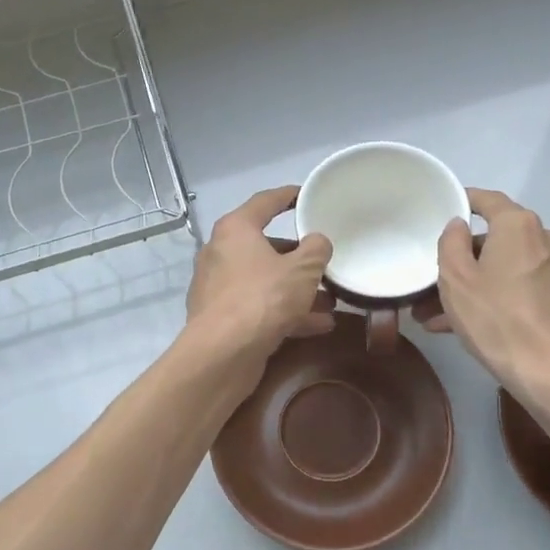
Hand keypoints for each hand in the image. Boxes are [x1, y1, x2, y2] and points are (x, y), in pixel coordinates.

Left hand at [185, 186, 334, 370]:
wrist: (223, 354)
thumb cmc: (263, 298)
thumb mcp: (302, 270)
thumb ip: (316, 249)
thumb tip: (317, 242)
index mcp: (236, 230)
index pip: (265, 202)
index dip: (288, 196)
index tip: (306, 195)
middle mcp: (221, 253)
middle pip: (266, 246)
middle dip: (299, 258)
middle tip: (324, 262)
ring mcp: (218, 287)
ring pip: (265, 281)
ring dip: (297, 290)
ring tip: (331, 300)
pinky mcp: (222, 318)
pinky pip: (260, 306)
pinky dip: (286, 312)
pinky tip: (318, 326)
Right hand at [421, 188, 549, 403]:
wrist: (549, 371)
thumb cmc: (495, 318)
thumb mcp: (455, 279)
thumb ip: (450, 242)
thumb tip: (458, 225)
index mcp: (519, 225)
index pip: (487, 200)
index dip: (463, 201)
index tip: (443, 209)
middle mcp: (545, 238)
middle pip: (495, 239)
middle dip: (461, 261)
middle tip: (431, 282)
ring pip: (505, 268)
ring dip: (474, 285)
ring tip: (437, 315)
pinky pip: (520, 288)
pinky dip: (495, 298)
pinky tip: (466, 326)